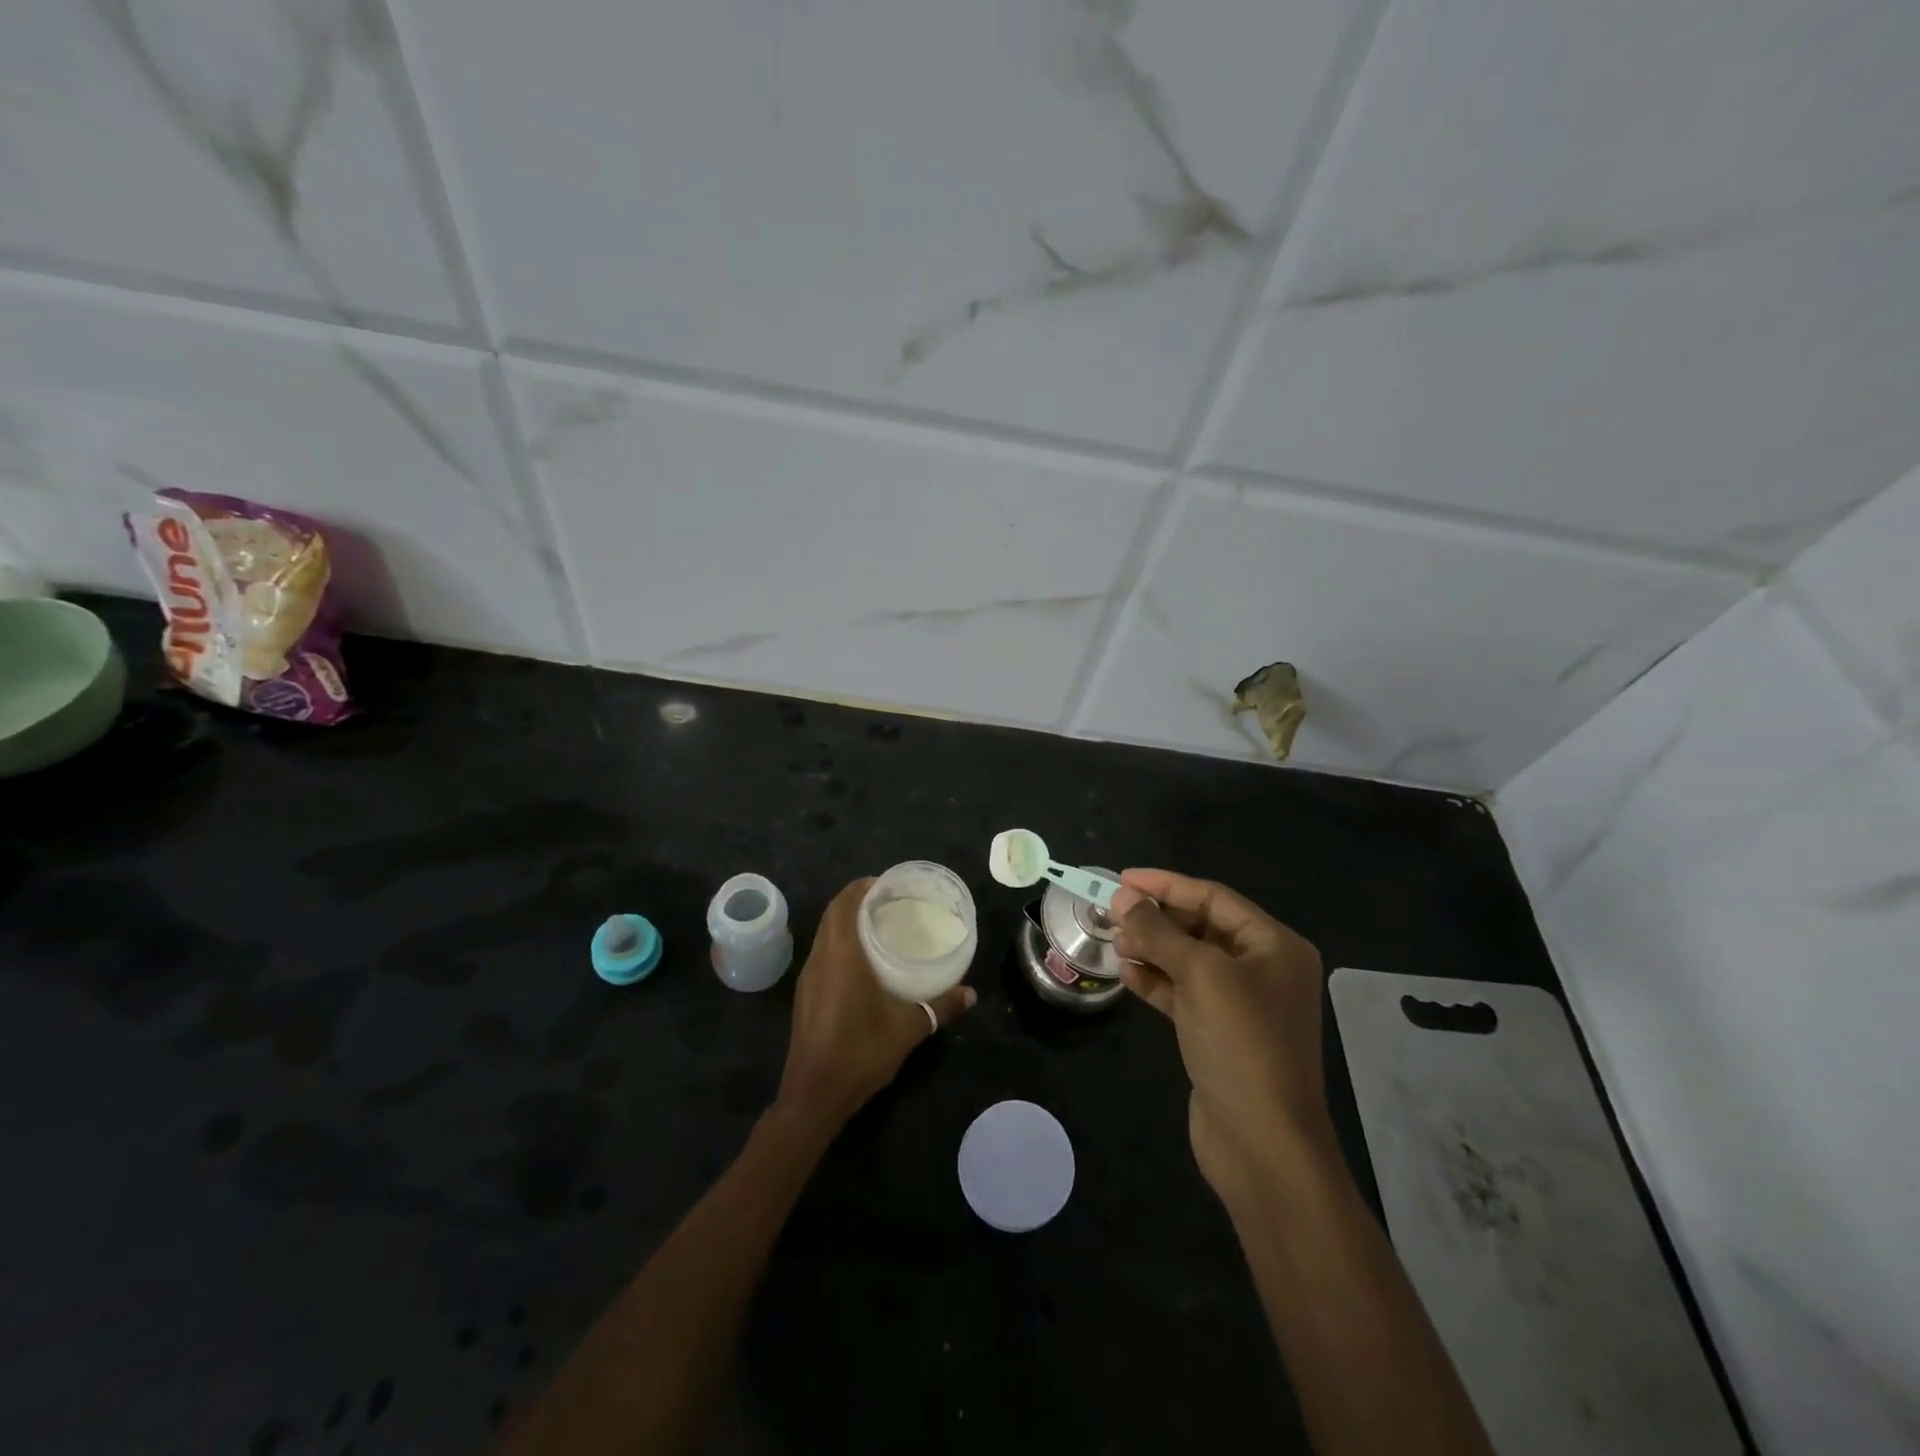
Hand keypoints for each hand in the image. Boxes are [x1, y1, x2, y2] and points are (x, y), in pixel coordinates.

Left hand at [776, 877, 976, 1132]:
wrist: (814, 1096)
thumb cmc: (861, 1052)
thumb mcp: (909, 1028)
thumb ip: (940, 1006)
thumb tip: (971, 993)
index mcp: (842, 955)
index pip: (844, 904)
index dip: (862, 887)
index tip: (887, 884)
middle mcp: (820, 959)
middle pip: (833, 915)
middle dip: (857, 901)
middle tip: (889, 903)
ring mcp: (808, 978)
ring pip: (825, 935)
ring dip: (846, 923)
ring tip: (879, 927)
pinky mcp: (805, 996)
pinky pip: (822, 955)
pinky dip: (839, 945)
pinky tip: (862, 964)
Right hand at [1109, 869, 1331, 1207]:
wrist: (1262, 1142)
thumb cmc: (1241, 1043)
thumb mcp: (1200, 975)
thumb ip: (1159, 932)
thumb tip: (1123, 898)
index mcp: (1273, 945)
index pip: (1214, 898)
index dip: (1166, 885)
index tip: (1122, 879)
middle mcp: (1262, 968)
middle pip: (1200, 927)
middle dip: (1156, 918)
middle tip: (1110, 912)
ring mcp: (1240, 1003)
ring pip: (1188, 960)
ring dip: (1151, 948)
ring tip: (1113, 942)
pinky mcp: (1218, 1033)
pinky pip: (1183, 993)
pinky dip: (1155, 981)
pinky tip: (1125, 974)